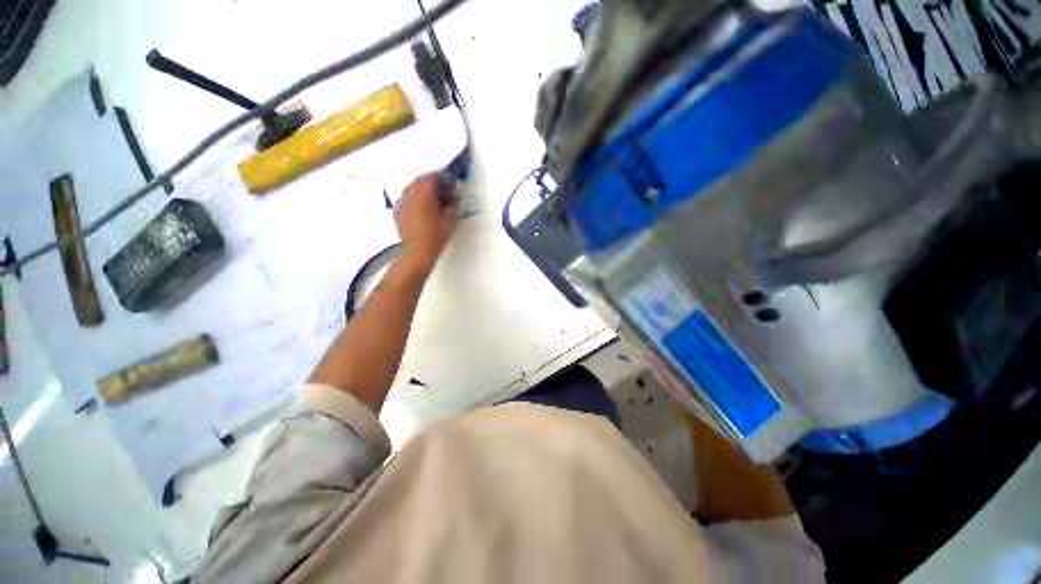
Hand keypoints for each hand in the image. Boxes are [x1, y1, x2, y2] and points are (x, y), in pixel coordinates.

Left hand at [394, 174, 456, 272]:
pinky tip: (417, 206)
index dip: (441, 177)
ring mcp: (402, 202)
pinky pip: (404, 200)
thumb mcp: (450, 220)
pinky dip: (411, 199)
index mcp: (425, 193)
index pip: (432, 177)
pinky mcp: (398, 212)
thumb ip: (453, 206)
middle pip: (419, 180)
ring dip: (420, 189)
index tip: (449, 182)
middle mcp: (411, 194)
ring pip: (410, 188)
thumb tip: (454, 198)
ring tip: (429, 197)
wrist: (418, 251)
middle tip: (441, 189)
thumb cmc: (436, 235)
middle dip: (430, 182)